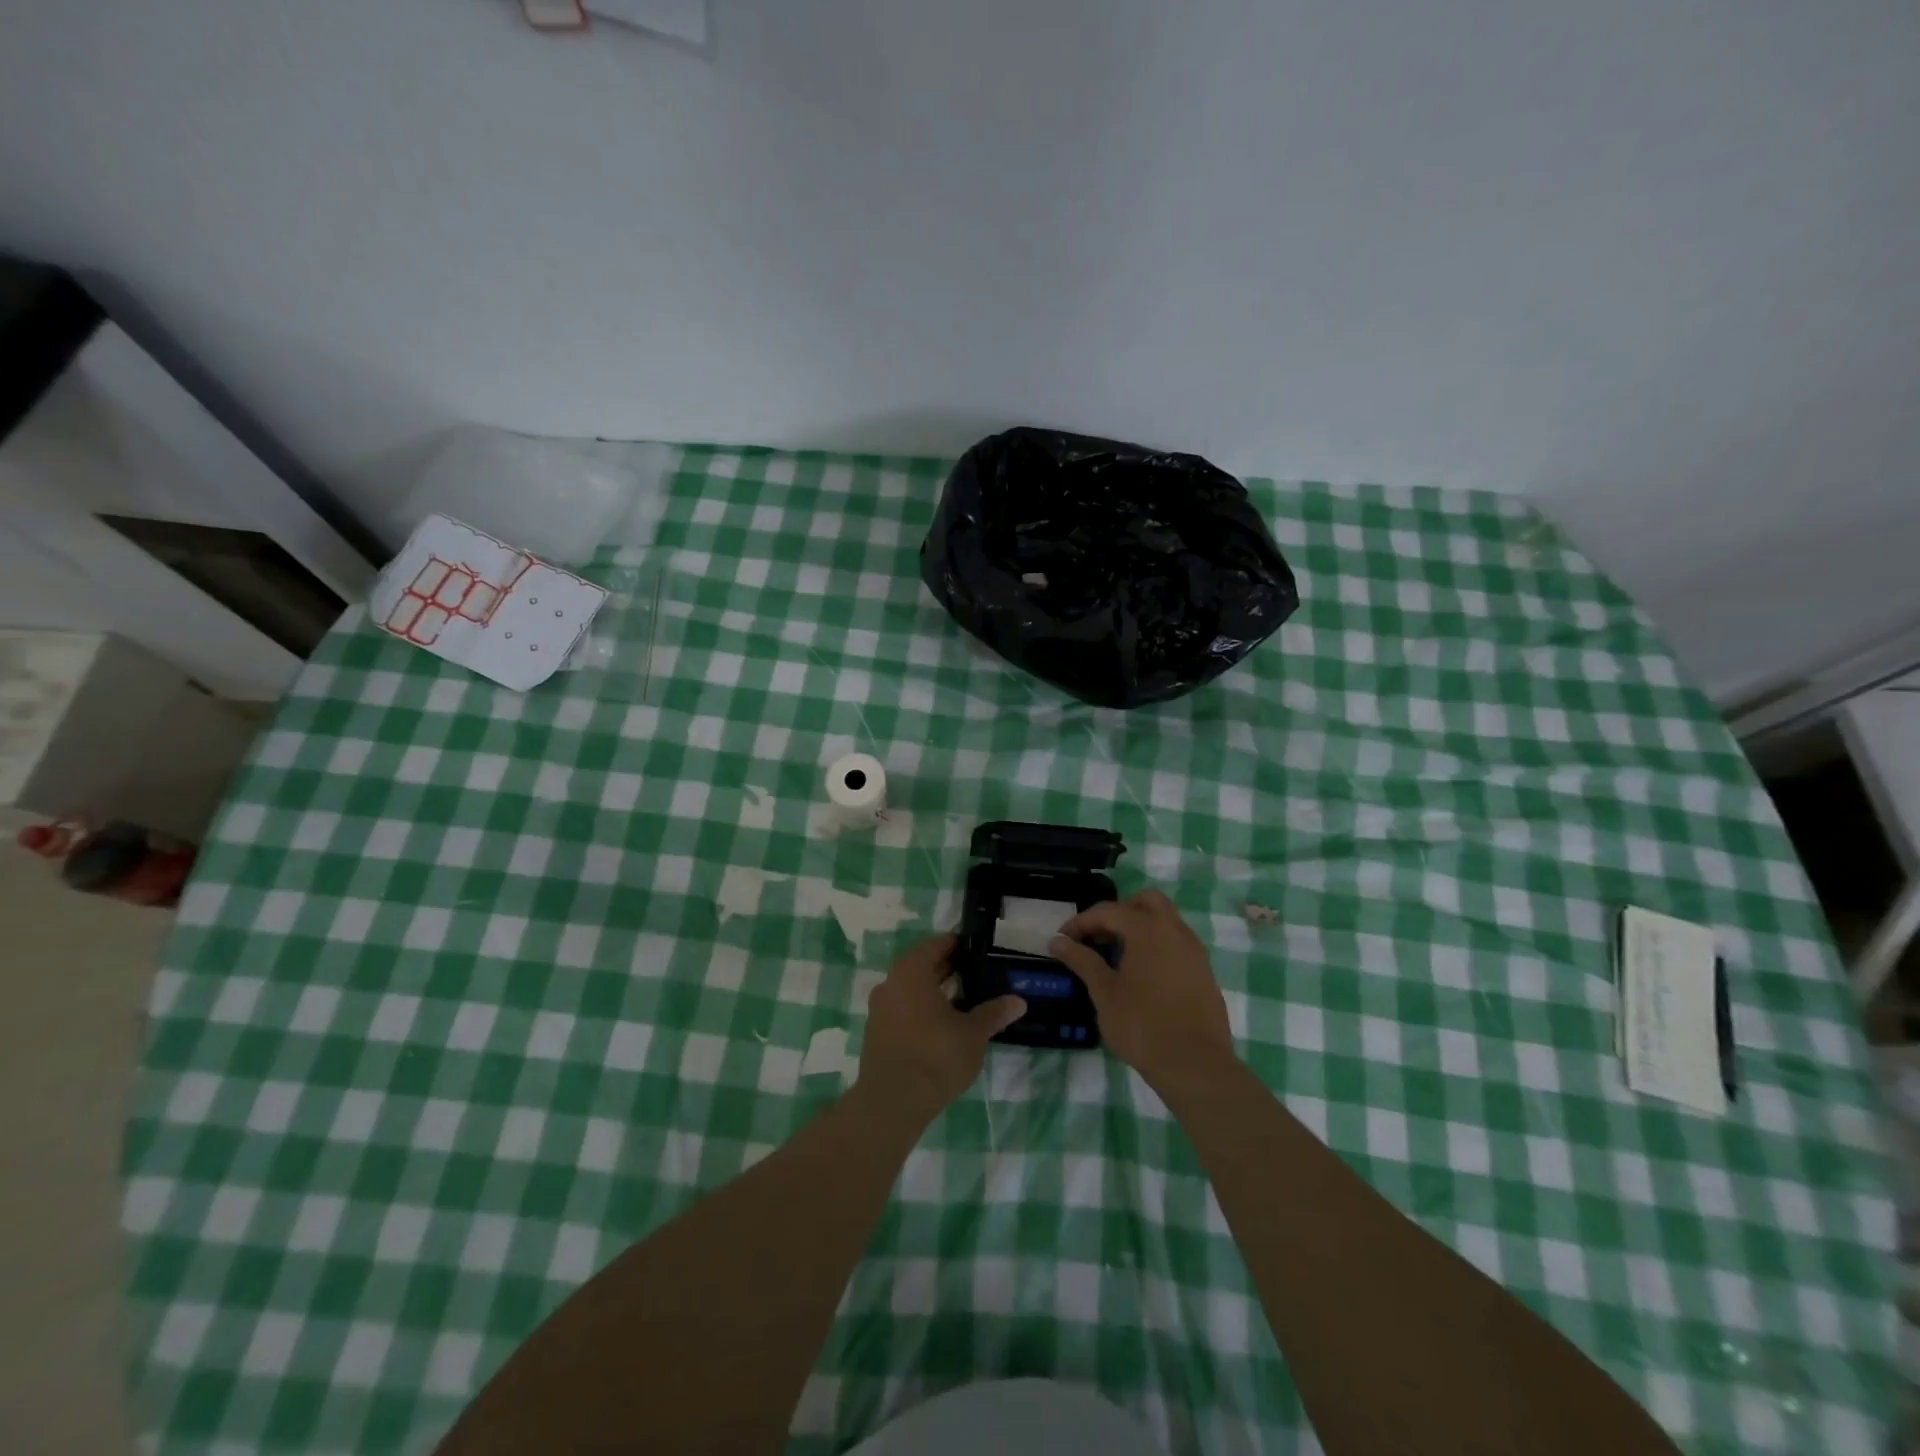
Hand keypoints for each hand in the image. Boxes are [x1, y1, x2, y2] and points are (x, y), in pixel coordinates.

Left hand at [858, 935, 1025, 1119]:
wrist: (892, 1103)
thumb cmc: (935, 1056)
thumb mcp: (973, 1034)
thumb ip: (993, 1013)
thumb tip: (1018, 1001)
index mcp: (911, 971)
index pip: (935, 945)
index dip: (955, 945)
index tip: (975, 949)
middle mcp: (890, 983)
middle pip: (921, 966)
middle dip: (947, 968)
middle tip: (974, 973)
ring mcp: (879, 1009)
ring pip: (910, 989)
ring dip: (933, 991)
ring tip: (963, 1000)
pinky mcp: (876, 1033)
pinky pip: (901, 1009)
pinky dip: (920, 1010)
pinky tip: (941, 1026)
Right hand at [1050, 889, 1235, 1087]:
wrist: (1195, 1064)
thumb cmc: (1142, 1025)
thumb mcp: (1104, 992)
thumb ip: (1082, 960)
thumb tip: (1058, 941)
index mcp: (1147, 929)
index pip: (1108, 911)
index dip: (1081, 922)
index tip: (1063, 939)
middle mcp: (1174, 930)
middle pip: (1145, 902)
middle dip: (1118, 912)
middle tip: (1098, 936)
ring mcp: (1194, 950)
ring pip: (1165, 920)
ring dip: (1140, 927)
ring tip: (1117, 955)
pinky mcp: (1204, 971)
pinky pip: (1177, 943)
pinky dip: (1157, 945)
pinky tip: (1143, 974)